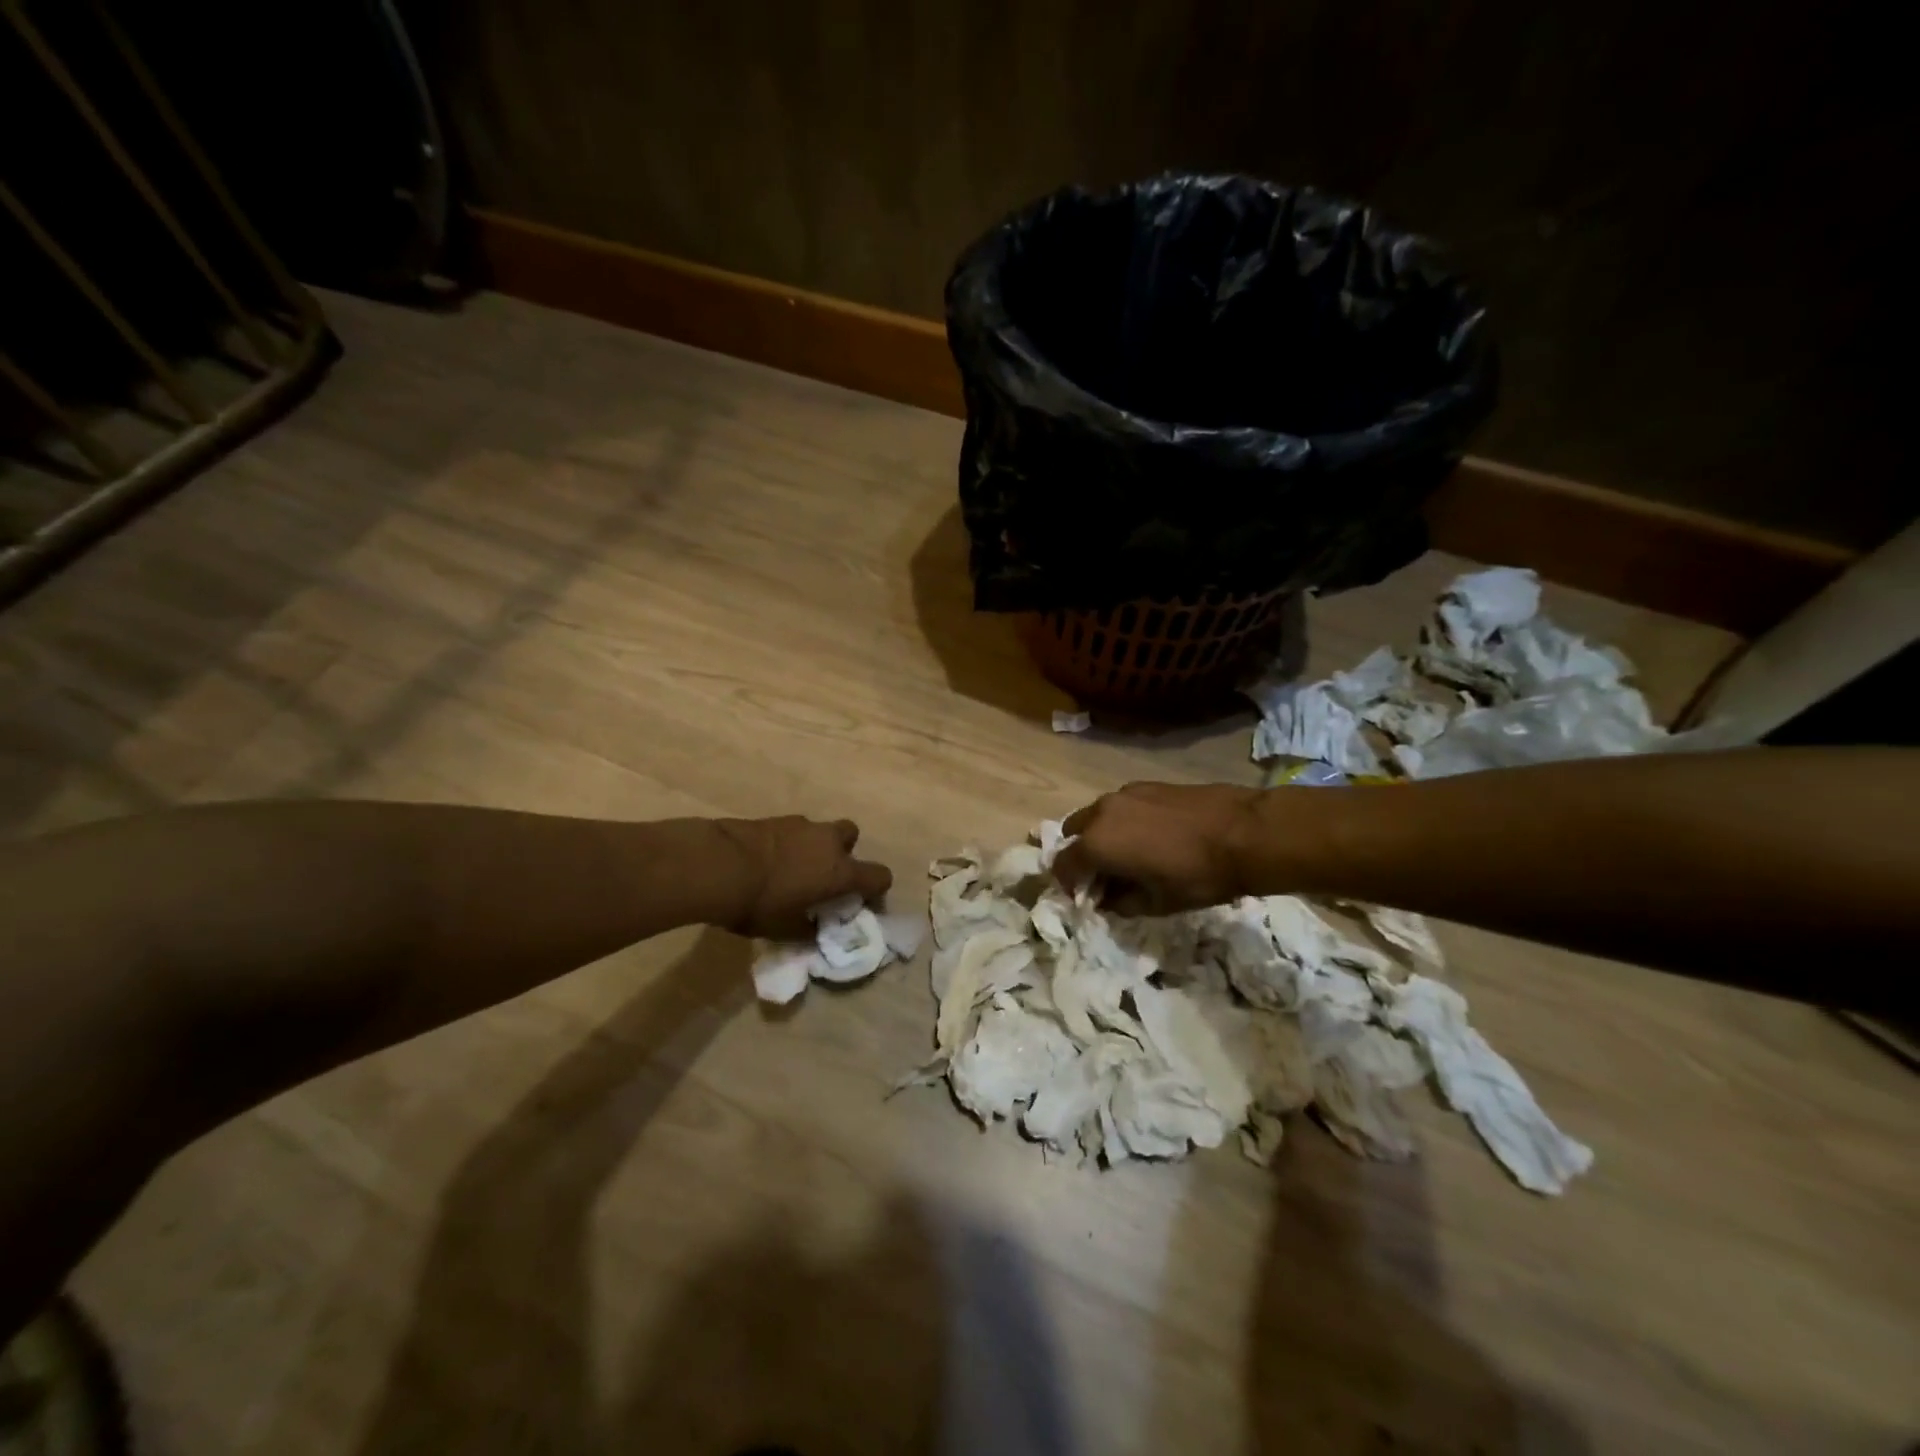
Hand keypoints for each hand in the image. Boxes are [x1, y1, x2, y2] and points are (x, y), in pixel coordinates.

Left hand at [712, 816, 893, 938]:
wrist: (718, 865)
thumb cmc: (760, 903)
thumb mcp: (786, 930)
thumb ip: (807, 930)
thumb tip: (814, 930)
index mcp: (840, 871)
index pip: (880, 876)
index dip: (876, 890)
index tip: (862, 903)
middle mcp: (828, 842)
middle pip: (852, 837)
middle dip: (843, 853)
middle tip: (824, 876)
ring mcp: (802, 825)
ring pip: (820, 831)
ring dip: (814, 847)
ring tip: (792, 869)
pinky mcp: (775, 819)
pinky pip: (794, 830)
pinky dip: (789, 843)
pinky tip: (769, 860)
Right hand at [1054, 783, 1264, 914]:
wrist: (1245, 832)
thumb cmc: (1197, 875)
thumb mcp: (1156, 903)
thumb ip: (1120, 903)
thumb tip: (1106, 899)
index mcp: (1096, 844)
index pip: (1062, 865)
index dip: (1069, 885)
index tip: (1087, 898)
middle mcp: (1101, 812)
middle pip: (1074, 833)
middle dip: (1082, 856)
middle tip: (1105, 876)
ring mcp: (1124, 793)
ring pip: (1097, 816)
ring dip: (1102, 836)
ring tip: (1130, 856)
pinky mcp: (1147, 784)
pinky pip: (1121, 806)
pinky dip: (1123, 822)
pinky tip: (1152, 837)